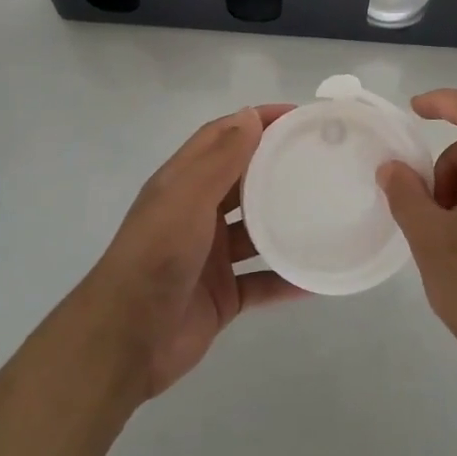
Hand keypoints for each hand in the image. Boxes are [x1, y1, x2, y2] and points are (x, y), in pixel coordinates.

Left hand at [81, 104, 305, 399]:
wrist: (127, 340)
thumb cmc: (156, 256)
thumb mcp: (188, 198)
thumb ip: (221, 159)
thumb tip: (249, 115)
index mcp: (183, 184)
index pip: (222, 138)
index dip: (256, 122)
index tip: (298, 116)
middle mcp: (197, 214)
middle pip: (243, 181)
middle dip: (277, 167)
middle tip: (323, 160)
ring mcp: (211, 256)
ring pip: (256, 232)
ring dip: (286, 222)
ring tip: (329, 211)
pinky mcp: (223, 296)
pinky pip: (262, 281)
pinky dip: (287, 278)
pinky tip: (317, 275)